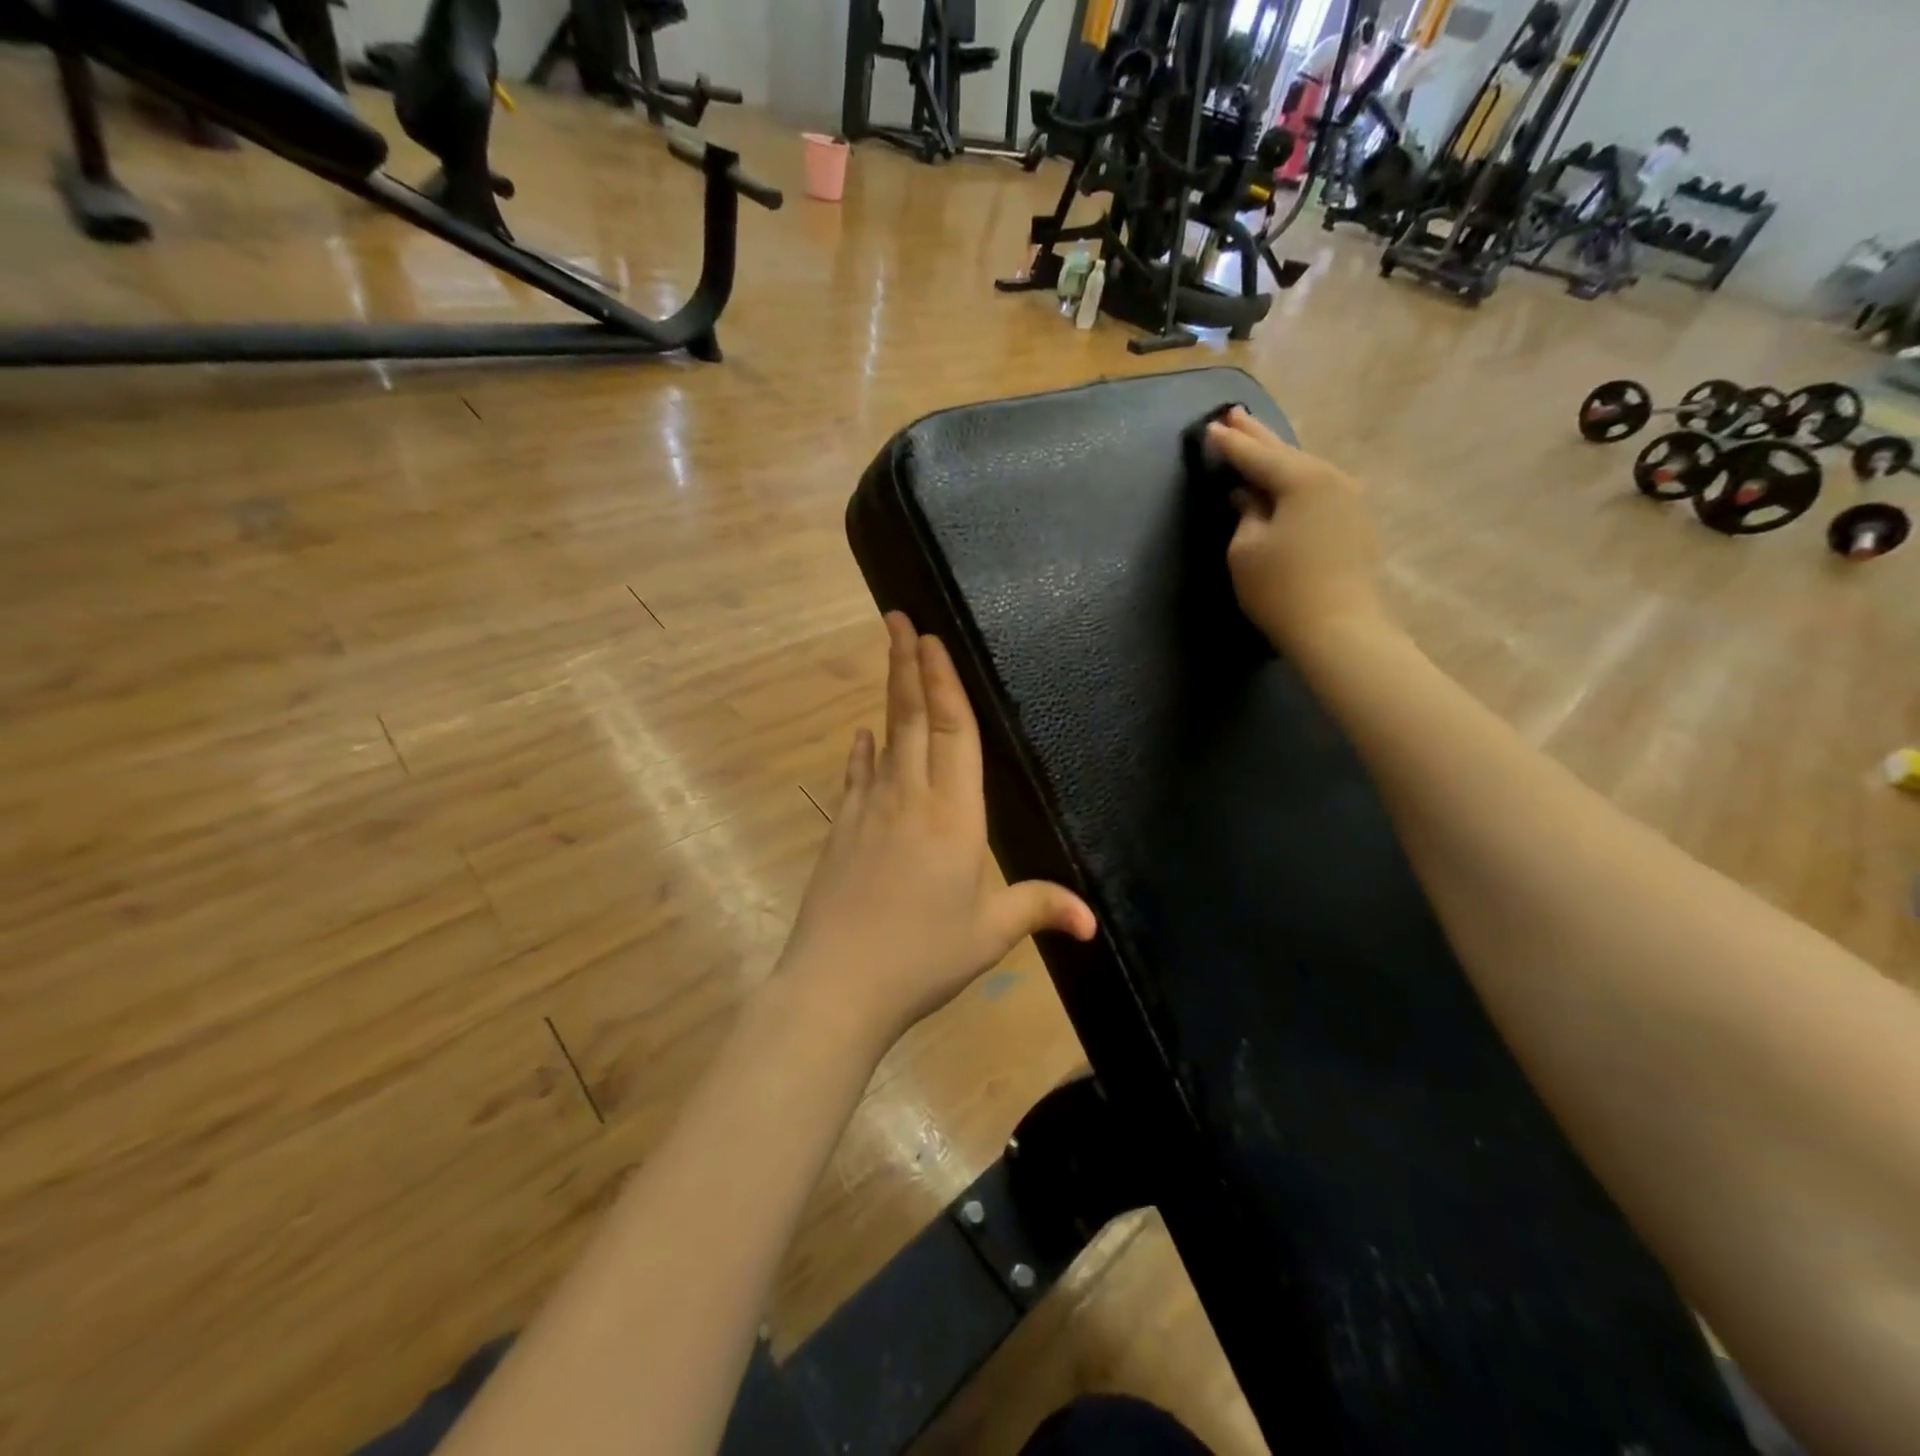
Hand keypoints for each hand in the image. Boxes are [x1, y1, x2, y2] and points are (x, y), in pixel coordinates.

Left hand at [776, 613, 1096, 1048]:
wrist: (837, 985)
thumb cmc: (923, 956)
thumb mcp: (990, 933)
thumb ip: (1039, 909)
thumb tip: (1093, 921)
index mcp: (954, 814)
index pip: (952, 732)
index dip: (943, 683)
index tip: (930, 639)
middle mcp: (910, 797)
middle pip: (911, 718)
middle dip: (907, 664)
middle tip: (898, 618)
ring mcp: (869, 810)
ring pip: (883, 737)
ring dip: (886, 693)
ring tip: (888, 655)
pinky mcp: (842, 829)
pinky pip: (855, 777)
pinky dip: (860, 751)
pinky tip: (861, 736)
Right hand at [1205, 408, 1386, 653]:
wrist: (1338, 628)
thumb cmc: (1281, 588)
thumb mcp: (1246, 549)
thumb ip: (1245, 513)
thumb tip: (1248, 496)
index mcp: (1303, 479)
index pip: (1256, 456)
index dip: (1230, 444)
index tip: (1210, 428)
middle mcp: (1332, 478)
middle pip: (1285, 453)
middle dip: (1257, 436)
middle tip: (1234, 414)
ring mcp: (1349, 498)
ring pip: (1304, 469)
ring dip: (1278, 456)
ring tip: (1257, 441)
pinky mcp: (1355, 521)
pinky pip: (1318, 489)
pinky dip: (1295, 480)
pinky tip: (1284, 481)